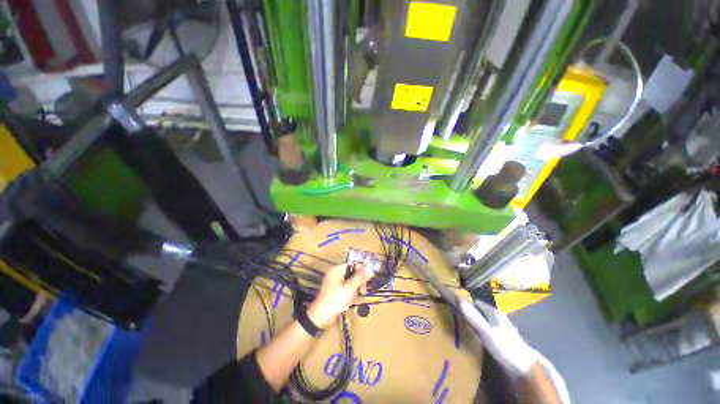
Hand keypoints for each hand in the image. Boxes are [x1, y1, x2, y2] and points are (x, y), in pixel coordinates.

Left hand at [307, 263, 372, 327]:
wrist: (320, 317)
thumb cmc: (335, 300)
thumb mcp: (350, 288)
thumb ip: (360, 277)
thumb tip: (370, 268)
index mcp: (337, 269)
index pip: (353, 264)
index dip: (361, 271)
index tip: (367, 280)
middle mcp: (336, 273)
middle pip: (353, 274)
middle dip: (358, 283)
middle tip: (362, 292)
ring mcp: (335, 282)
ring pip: (351, 283)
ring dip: (354, 291)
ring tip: (351, 300)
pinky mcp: (336, 291)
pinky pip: (347, 289)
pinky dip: (349, 296)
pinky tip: (348, 303)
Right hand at [460, 300, 537, 378]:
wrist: (523, 368)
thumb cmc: (504, 347)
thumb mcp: (486, 332)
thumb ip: (472, 316)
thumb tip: (457, 298)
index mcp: (493, 312)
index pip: (475, 301)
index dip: (464, 302)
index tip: (452, 305)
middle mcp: (496, 317)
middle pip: (478, 310)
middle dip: (467, 311)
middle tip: (454, 315)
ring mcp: (499, 327)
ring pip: (481, 319)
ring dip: (471, 320)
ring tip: (460, 324)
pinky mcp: (500, 337)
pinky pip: (484, 328)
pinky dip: (477, 329)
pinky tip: (473, 335)